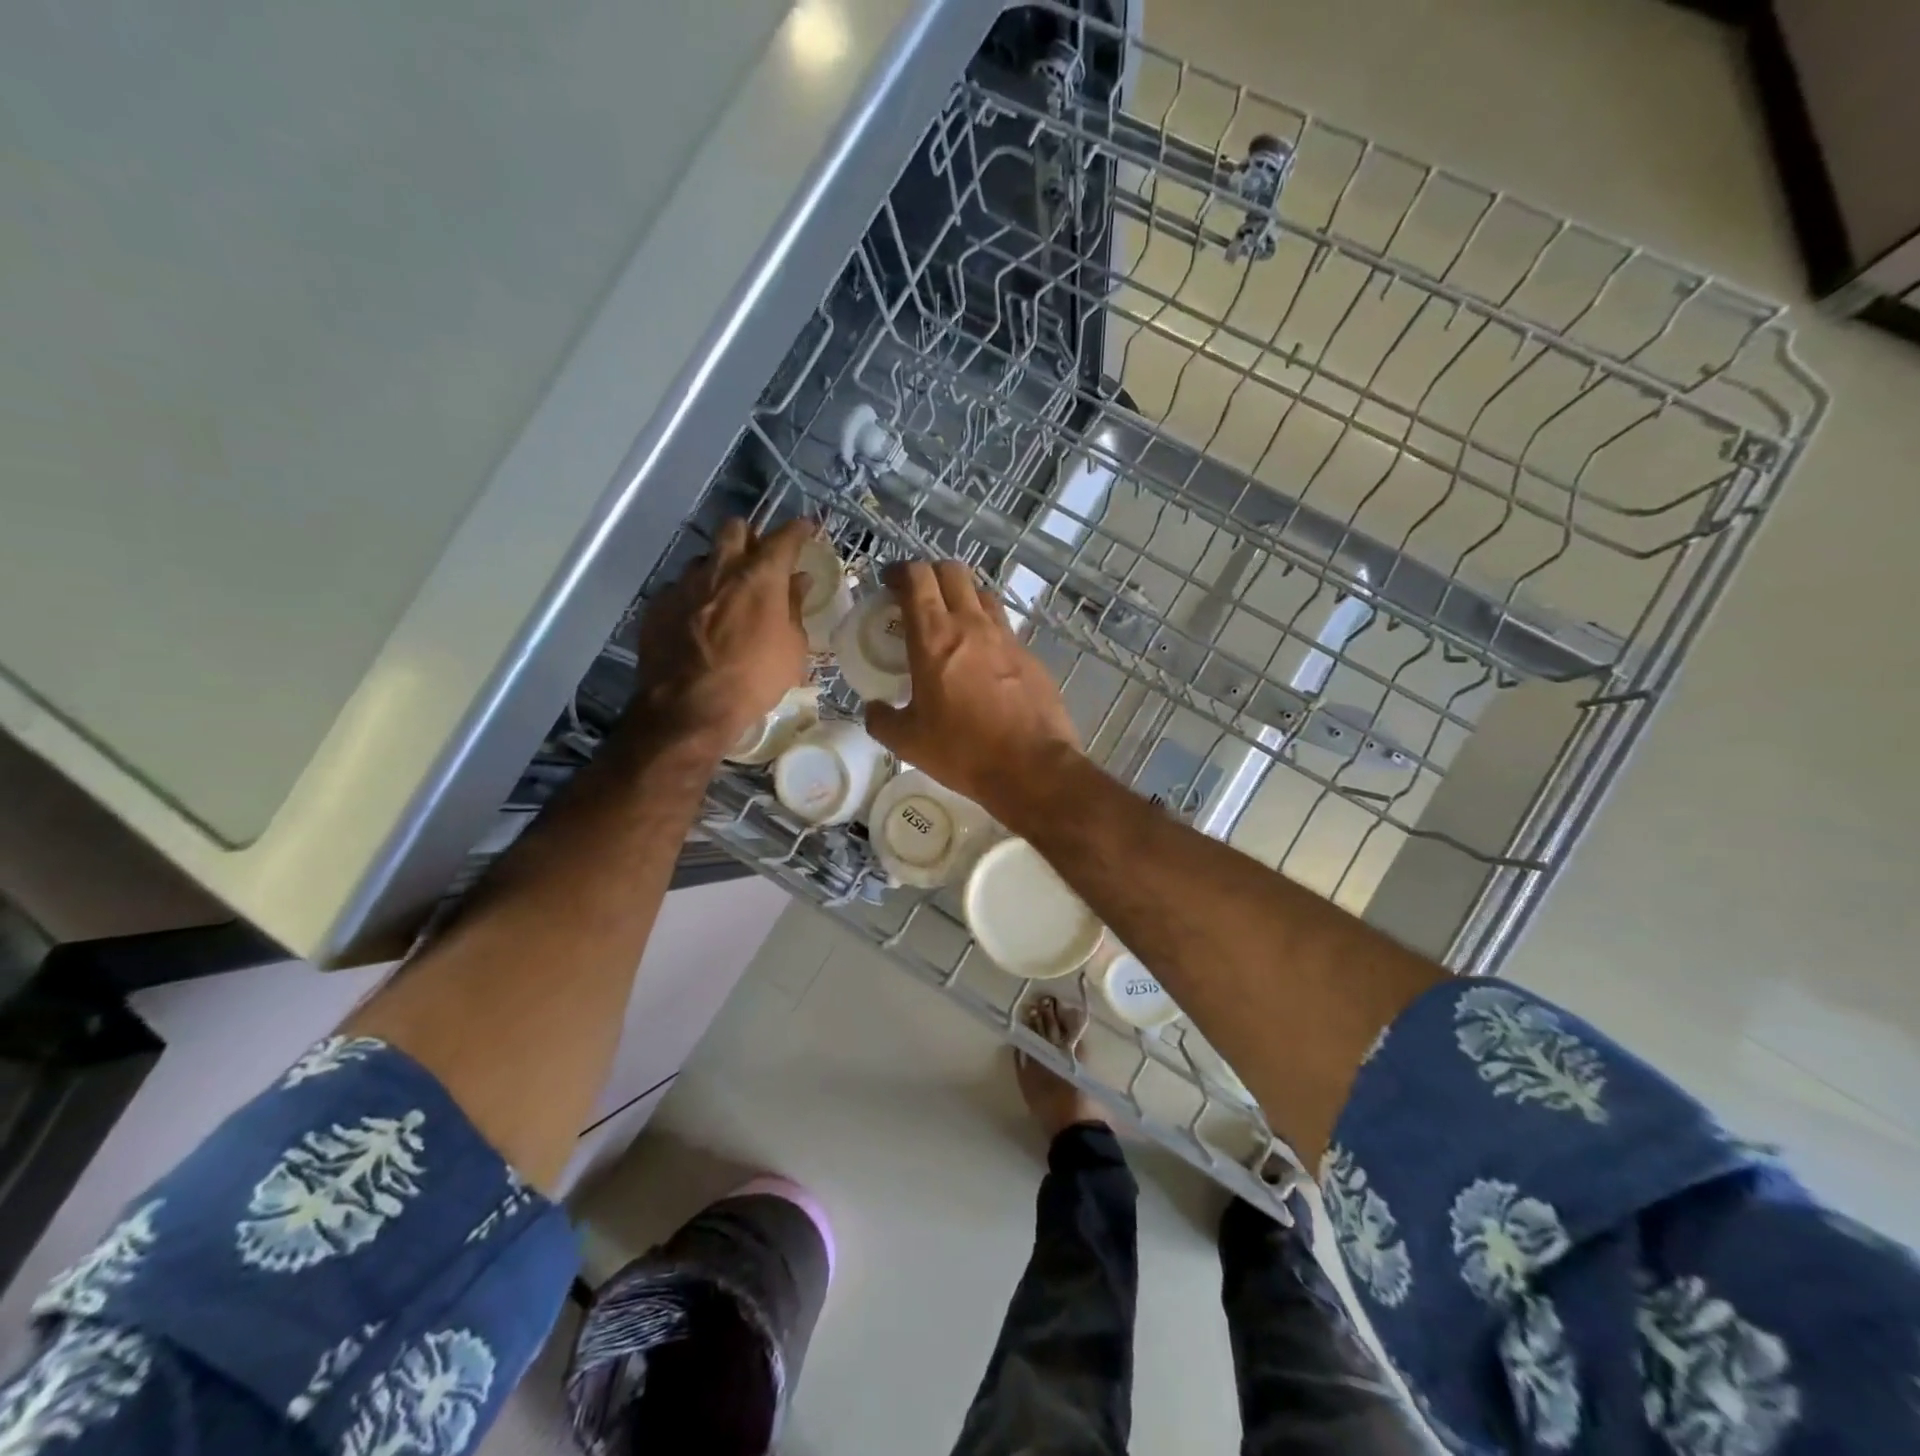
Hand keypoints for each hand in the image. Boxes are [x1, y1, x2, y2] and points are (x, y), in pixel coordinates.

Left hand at [636, 517, 812, 747]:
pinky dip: (694, 597)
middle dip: (750, 537)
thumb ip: (794, 608)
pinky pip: (680, 588)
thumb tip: (798, 581)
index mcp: (760, 576)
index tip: (805, 528)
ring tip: (725, 594)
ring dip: (719, 568)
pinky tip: (698, 620)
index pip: (784, 537)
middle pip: (734, 529)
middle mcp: (720, 568)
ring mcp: (684, 584)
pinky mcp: (658, 604)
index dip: (797, 530)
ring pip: (705, 558)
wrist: (690, 706)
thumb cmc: (755, 679)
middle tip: (759, 558)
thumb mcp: (792, 648)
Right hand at [863, 560, 1082, 820]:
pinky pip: (1003, 627)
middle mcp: (971, 625)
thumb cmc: (962, 751)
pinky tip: (982, 658)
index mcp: (934, 637)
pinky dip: (987, 629)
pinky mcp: (1030, 655)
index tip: (889, 583)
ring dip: (962, 596)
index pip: (917, 577)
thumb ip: (882, 720)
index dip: (900, 571)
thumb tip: (874, 709)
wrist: (1032, 767)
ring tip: (951, 621)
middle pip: (952, 571)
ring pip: (982, 594)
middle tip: (918, 596)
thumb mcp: (908, 742)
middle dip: (930, 574)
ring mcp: (1006, 637)